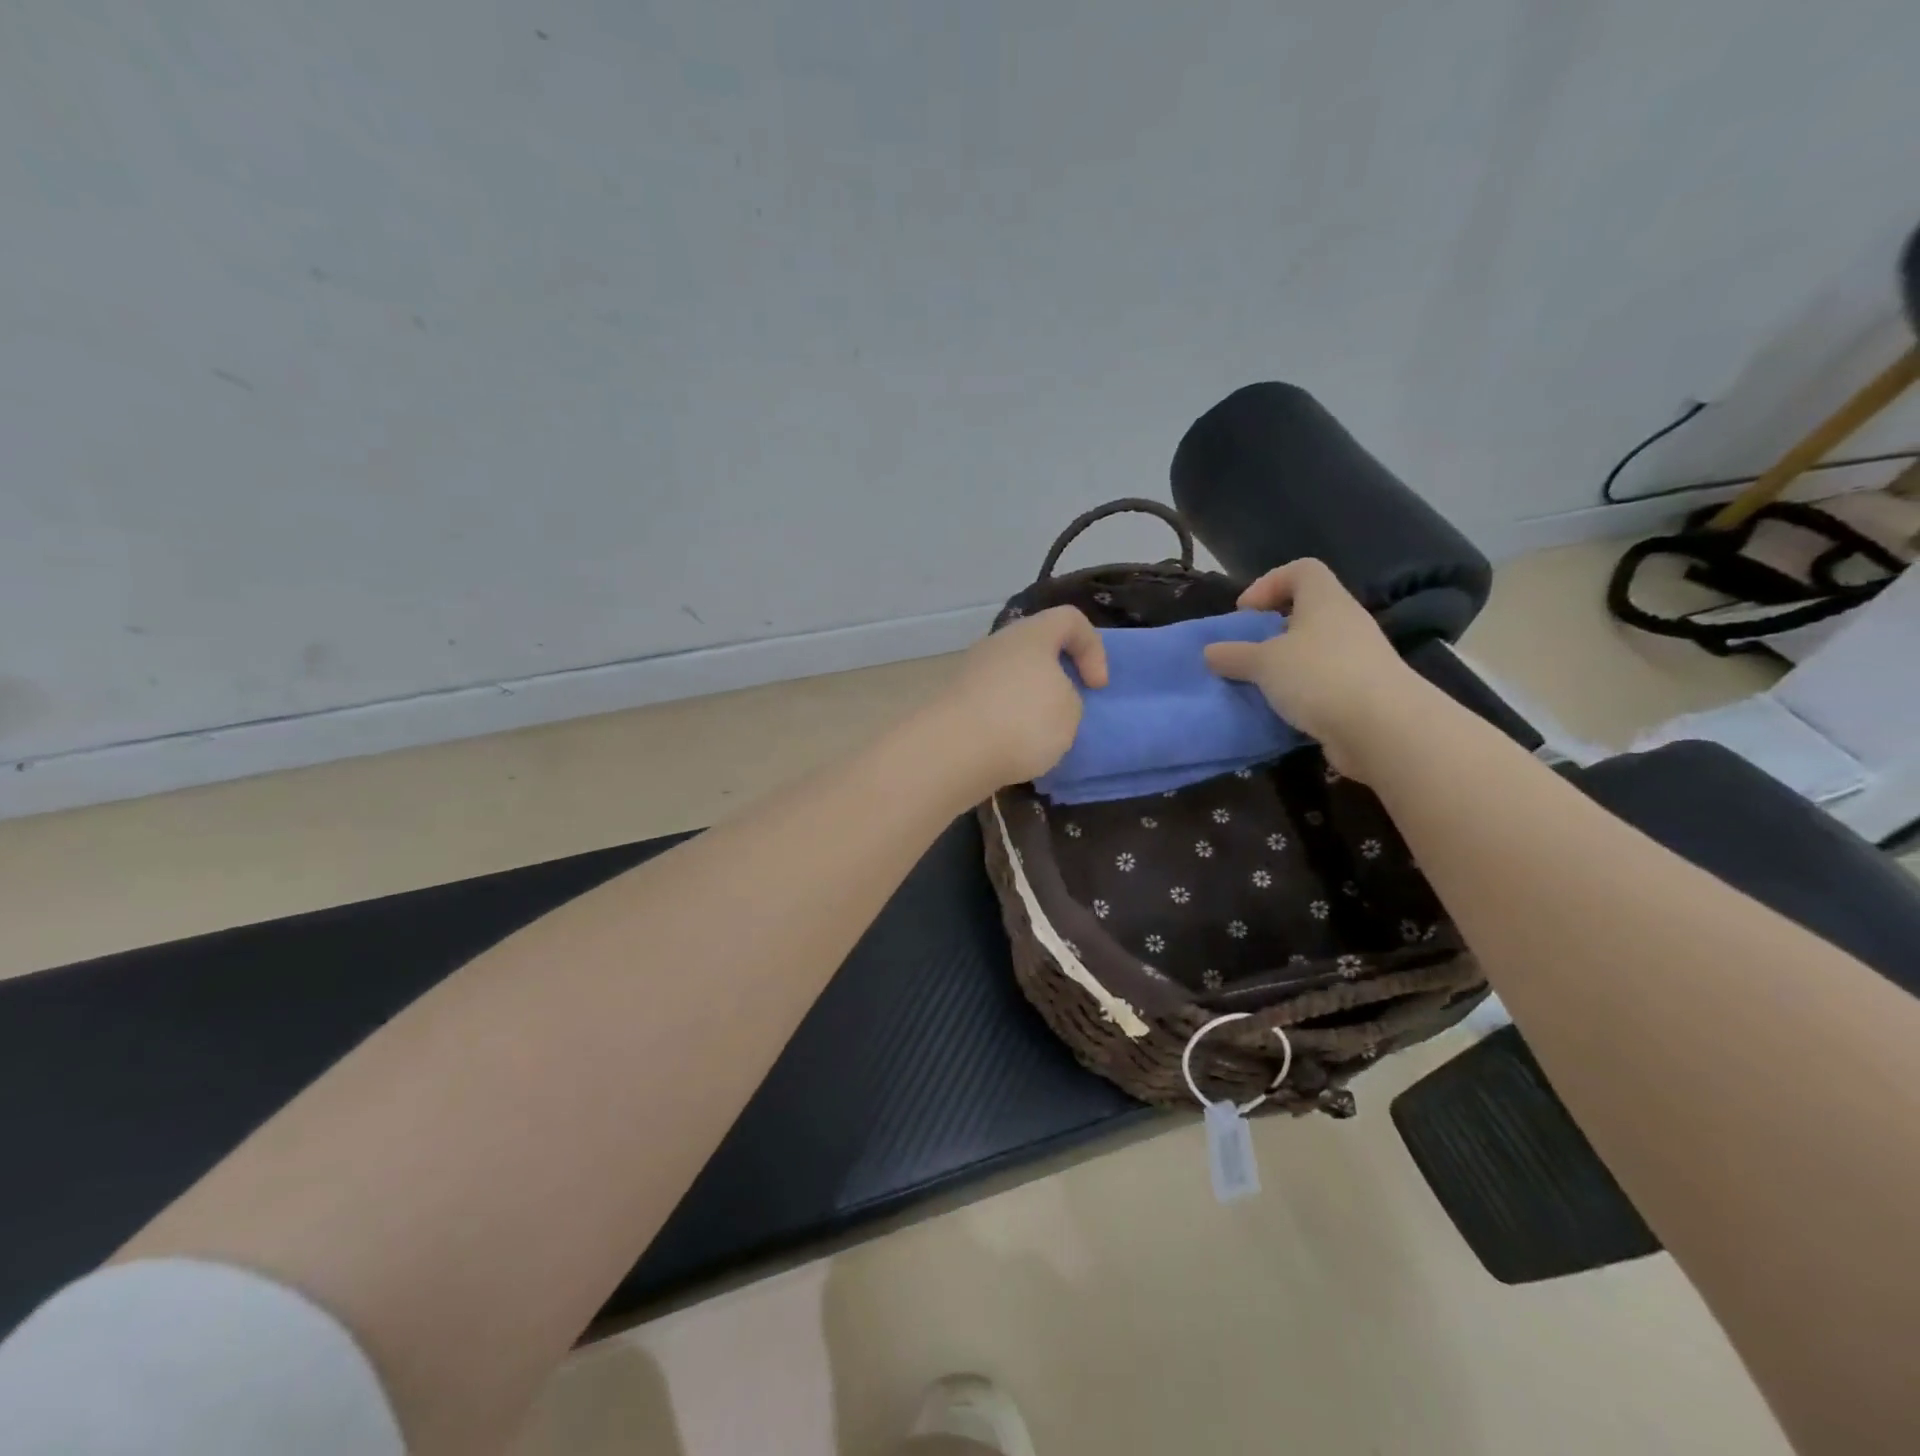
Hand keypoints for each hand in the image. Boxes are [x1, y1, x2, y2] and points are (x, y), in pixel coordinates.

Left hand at [932, 607, 1107, 791]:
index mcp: (1031, 634)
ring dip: (1029, 701)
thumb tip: (1045, 700)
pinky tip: (1012, 747)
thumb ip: (1068, 697)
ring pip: (1012, 676)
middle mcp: (997, 644)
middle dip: (1057, 676)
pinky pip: (992, 702)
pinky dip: (1006, 719)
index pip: (1070, 619)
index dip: (1093, 648)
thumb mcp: (1070, 711)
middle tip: (1068, 709)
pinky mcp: (955, 702)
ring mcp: (971, 672)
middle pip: (1036, 648)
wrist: (954, 752)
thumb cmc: (1024, 720)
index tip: (1096, 687)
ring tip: (1040, 735)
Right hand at [1203, 559, 1429, 779]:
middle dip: (1273, 632)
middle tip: (1247, 653)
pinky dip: (1301, 695)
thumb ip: (1234, 655)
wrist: (1383, 728)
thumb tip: (1210, 652)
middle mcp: (1346, 623)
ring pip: (1314, 652)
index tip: (1245, 614)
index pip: (1301, 570)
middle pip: (1307, 613)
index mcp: (1325, 601)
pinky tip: (1283, 713)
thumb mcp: (1263, 663)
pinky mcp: (1363, 693)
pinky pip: (1324, 684)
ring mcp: (1359, 659)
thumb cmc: (1319, 676)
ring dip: (1285, 667)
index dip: (1269, 583)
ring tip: (1260, 687)